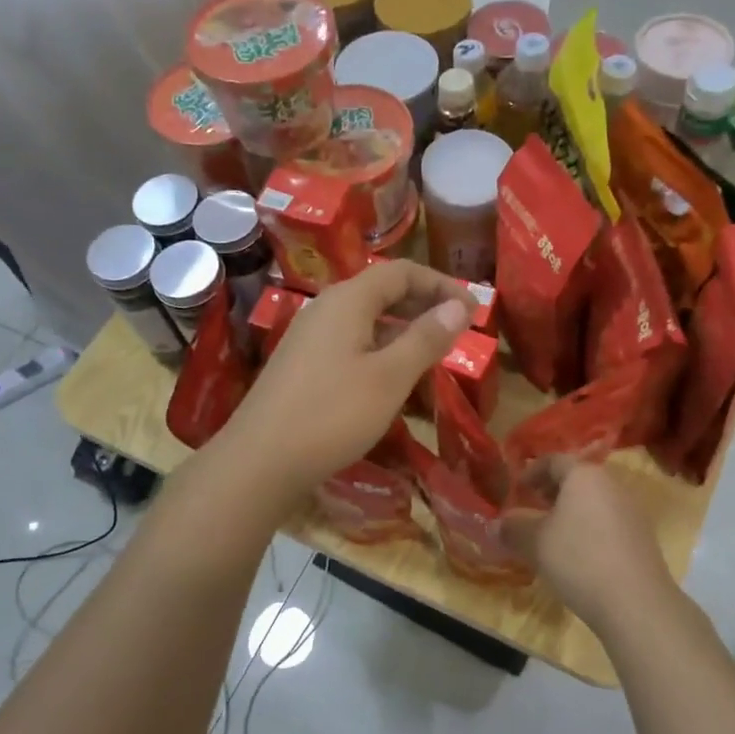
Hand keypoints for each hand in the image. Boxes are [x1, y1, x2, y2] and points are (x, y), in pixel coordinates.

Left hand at [215, 261, 471, 505]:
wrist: (260, 461)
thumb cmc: (332, 415)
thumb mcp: (389, 377)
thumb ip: (426, 338)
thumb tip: (459, 306)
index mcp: (348, 301)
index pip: (402, 272)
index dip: (442, 285)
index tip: (474, 310)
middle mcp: (325, 308)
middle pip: (382, 290)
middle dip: (424, 304)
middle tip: (459, 329)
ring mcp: (309, 336)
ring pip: (366, 318)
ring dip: (403, 328)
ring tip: (433, 352)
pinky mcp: (302, 364)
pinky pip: (350, 341)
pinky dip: (380, 347)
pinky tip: (392, 376)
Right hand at [503, 459, 676, 637]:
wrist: (636, 602)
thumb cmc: (578, 559)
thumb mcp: (534, 543)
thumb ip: (513, 528)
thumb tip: (496, 525)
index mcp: (584, 475)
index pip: (554, 460)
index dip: (531, 471)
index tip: (517, 489)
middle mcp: (611, 484)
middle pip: (577, 478)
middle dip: (551, 490)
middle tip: (532, 507)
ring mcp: (631, 510)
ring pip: (593, 500)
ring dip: (570, 510)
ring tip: (551, 533)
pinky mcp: (642, 536)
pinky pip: (607, 520)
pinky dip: (588, 527)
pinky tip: (578, 553)